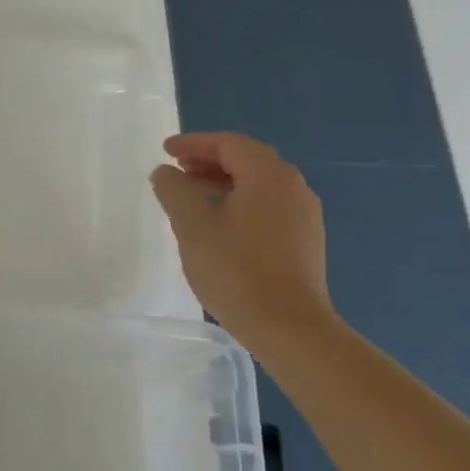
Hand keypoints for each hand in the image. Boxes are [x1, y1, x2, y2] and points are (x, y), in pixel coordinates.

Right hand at [150, 131, 335, 345]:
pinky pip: (268, 206)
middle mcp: (293, 188)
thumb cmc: (236, 270)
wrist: (289, 327)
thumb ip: (174, 190)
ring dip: (224, 181)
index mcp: (269, 176)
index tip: (165, 150)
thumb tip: (165, 172)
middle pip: (248, 160)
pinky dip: (240, 201)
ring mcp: (303, 216)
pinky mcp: (304, 241)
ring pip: (259, 184)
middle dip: (210, 160)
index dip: (195, 143)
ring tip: (192, 195)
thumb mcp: (192, 226)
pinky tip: (219, 223)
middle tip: (177, 169)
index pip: (230, 144)